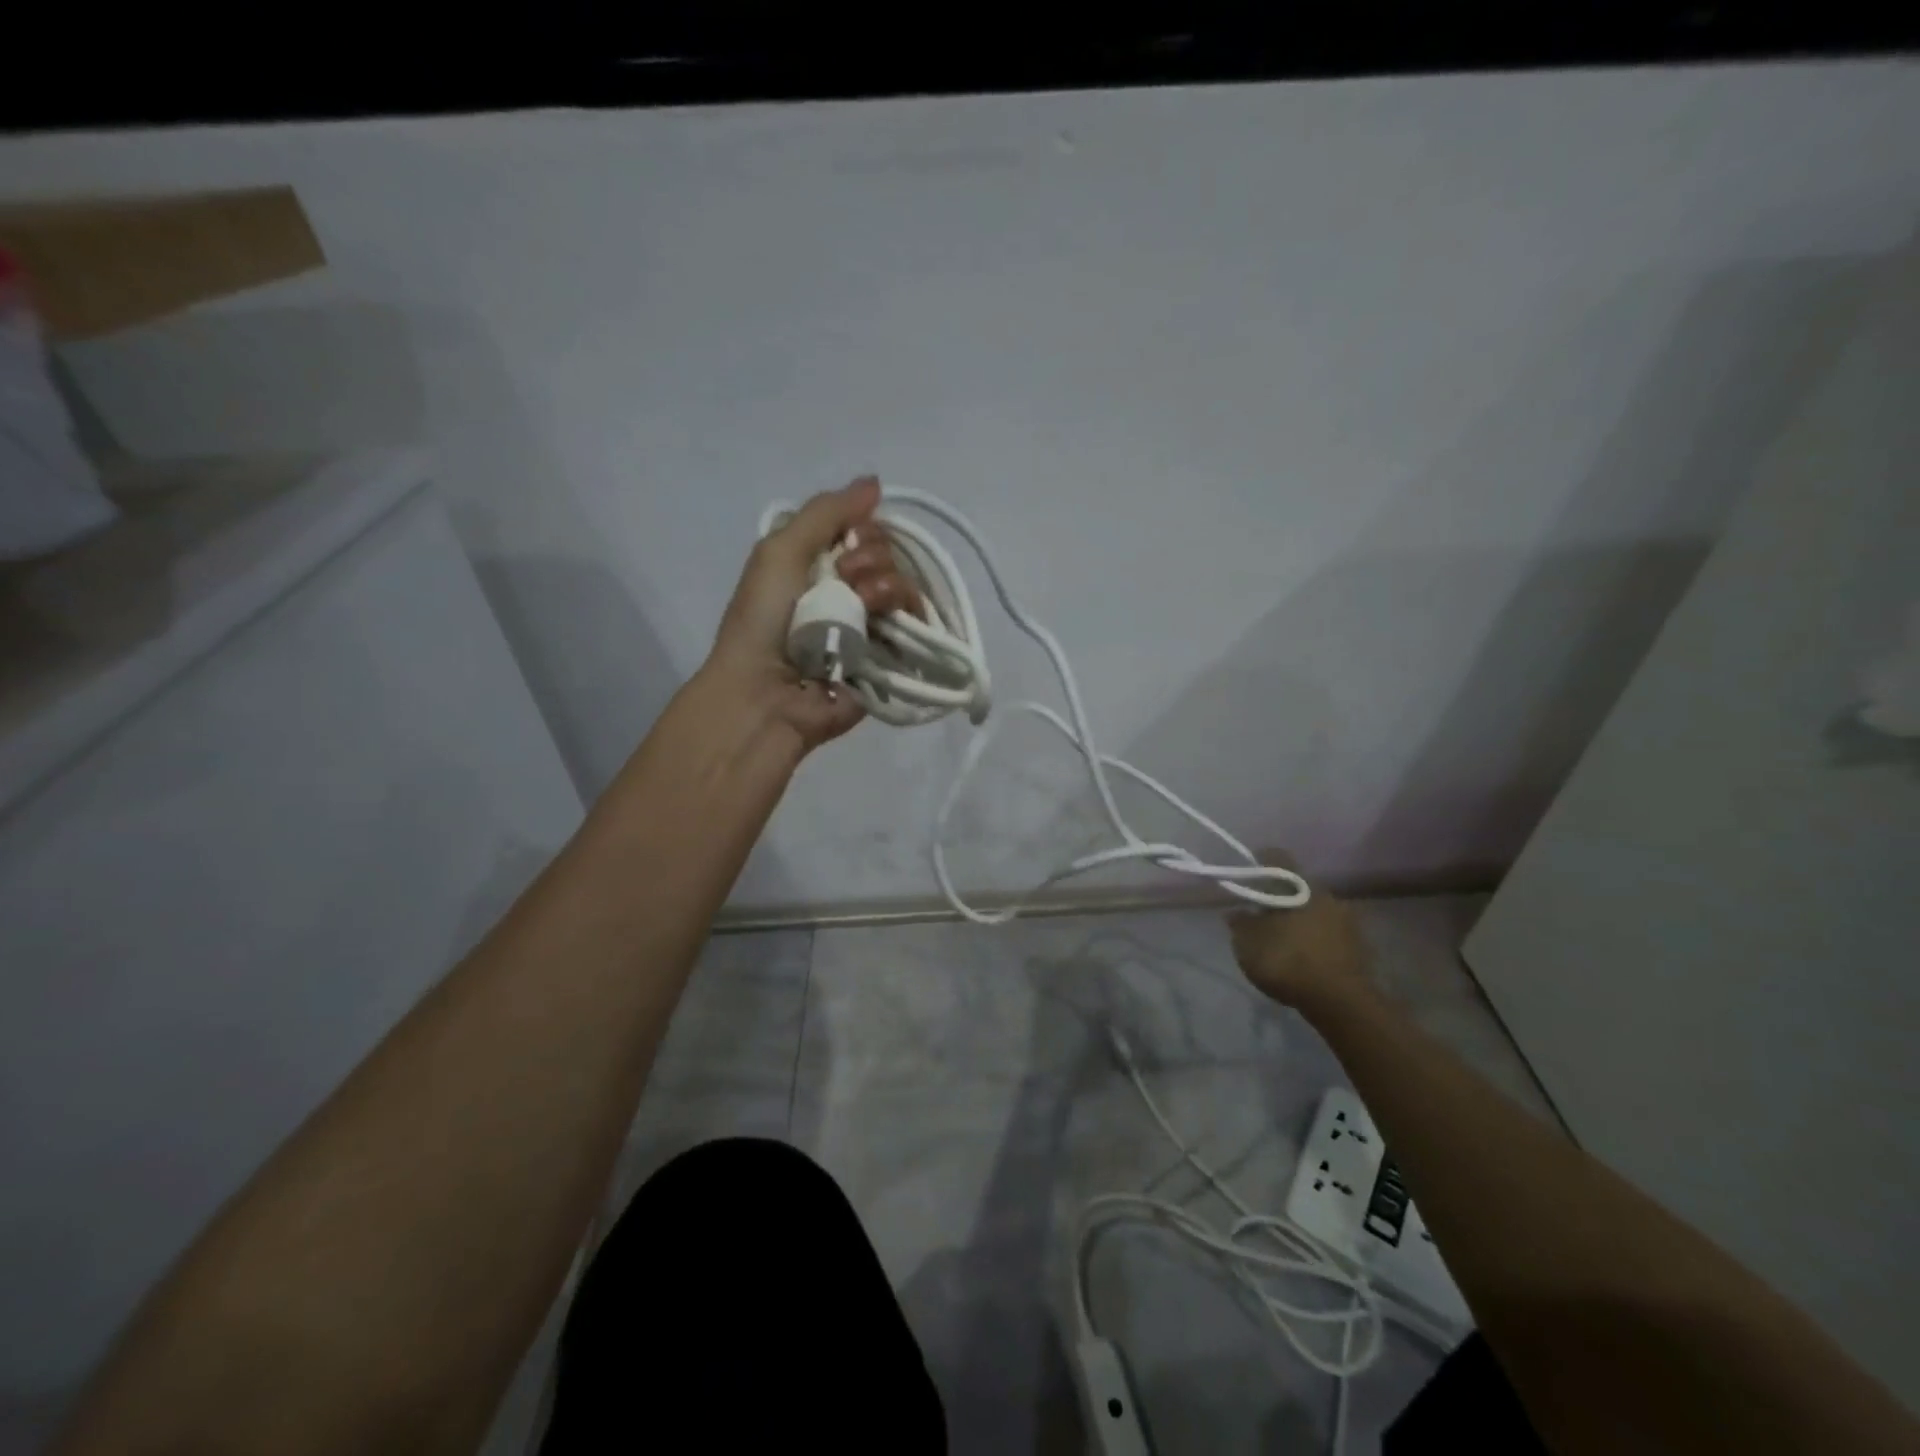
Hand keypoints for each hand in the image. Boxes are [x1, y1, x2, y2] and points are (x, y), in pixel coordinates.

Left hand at [704, 476, 916, 753]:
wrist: (766, 691)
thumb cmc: (763, 619)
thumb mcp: (780, 549)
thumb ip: (826, 512)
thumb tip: (875, 482)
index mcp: (819, 565)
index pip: (863, 532)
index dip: (863, 529)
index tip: (846, 543)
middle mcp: (848, 592)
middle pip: (887, 555)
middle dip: (871, 557)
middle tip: (846, 577)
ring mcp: (870, 625)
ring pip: (904, 585)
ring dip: (887, 584)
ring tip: (863, 603)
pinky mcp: (889, 657)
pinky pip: (917, 624)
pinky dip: (907, 612)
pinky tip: (886, 618)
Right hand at [1228, 853, 1372, 1015]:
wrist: (1341, 1002)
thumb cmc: (1288, 961)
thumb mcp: (1248, 943)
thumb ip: (1240, 923)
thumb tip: (1236, 911)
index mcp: (1299, 886)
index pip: (1277, 858)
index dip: (1258, 863)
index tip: (1246, 876)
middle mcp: (1327, 894)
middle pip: (1297, 886)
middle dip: (1278, 897)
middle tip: (1260, 914)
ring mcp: (1347, 920)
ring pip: (1314, 910)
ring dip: (1298, 920)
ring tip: (1281, 940)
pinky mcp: (1359, 946)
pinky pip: (1328, 933)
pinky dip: (1314, 940)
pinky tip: (1302, 958)